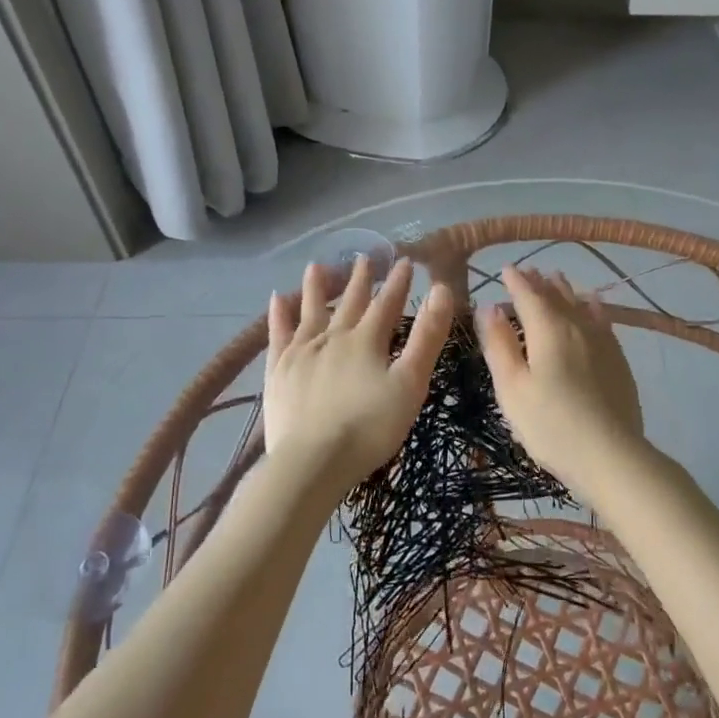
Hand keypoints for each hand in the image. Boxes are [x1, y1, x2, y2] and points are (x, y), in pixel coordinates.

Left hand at [263, 256, 452, 500]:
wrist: (313, 461)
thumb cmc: (370, 427)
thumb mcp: (410, 383)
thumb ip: (427, 337)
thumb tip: (441, 289)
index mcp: (367, 340)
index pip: (387, 303)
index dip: (398, 282)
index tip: (405, 260)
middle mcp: (332, 337)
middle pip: (349, 302)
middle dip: (360, 279)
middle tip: (365, 256)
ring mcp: (301, 352)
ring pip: (310, 310)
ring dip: (317, 287)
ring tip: (318, 265)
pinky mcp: (278, 371)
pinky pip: (278, 334)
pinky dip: (279, 315)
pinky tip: (277, 300)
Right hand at [476, 266, 645, 496]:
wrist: (610, 454)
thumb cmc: (550, 424)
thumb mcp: (511, 388)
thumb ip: (499, 345)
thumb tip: (489, 308)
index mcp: (547, 329)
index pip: (527, 295)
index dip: (515, 281)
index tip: (505, 269)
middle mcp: (577, 325)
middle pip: (555, 295)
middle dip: (539, 282)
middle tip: (528, 271)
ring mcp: (602, 341)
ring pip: (580, 304)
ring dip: (564, 290)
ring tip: (556, 278)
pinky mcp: (618, 359)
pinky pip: (602, 319)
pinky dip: (592, 306)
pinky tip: (592, 304)